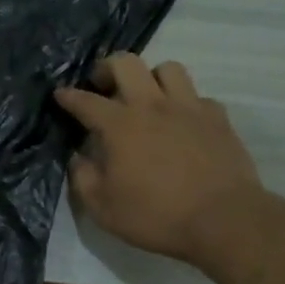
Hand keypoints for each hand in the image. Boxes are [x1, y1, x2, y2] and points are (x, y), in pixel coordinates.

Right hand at [54, 54, 267, 265]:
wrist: (223, 220)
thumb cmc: (156, 216)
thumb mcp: (103, 208)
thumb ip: (83, 178)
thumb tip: (79, 158)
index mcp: (119, 126)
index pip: (86, 101)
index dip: (69, 96)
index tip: (61, 94)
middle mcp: (152, 106)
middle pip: (126, 63)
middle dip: (107, 68)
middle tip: (103, 85)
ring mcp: (189, 108)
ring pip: (168, 68)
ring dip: (151, 77)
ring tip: (147, 97)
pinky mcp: (218, 118)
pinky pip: (198, 97)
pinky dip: (186, 104)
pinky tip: (182, 122)